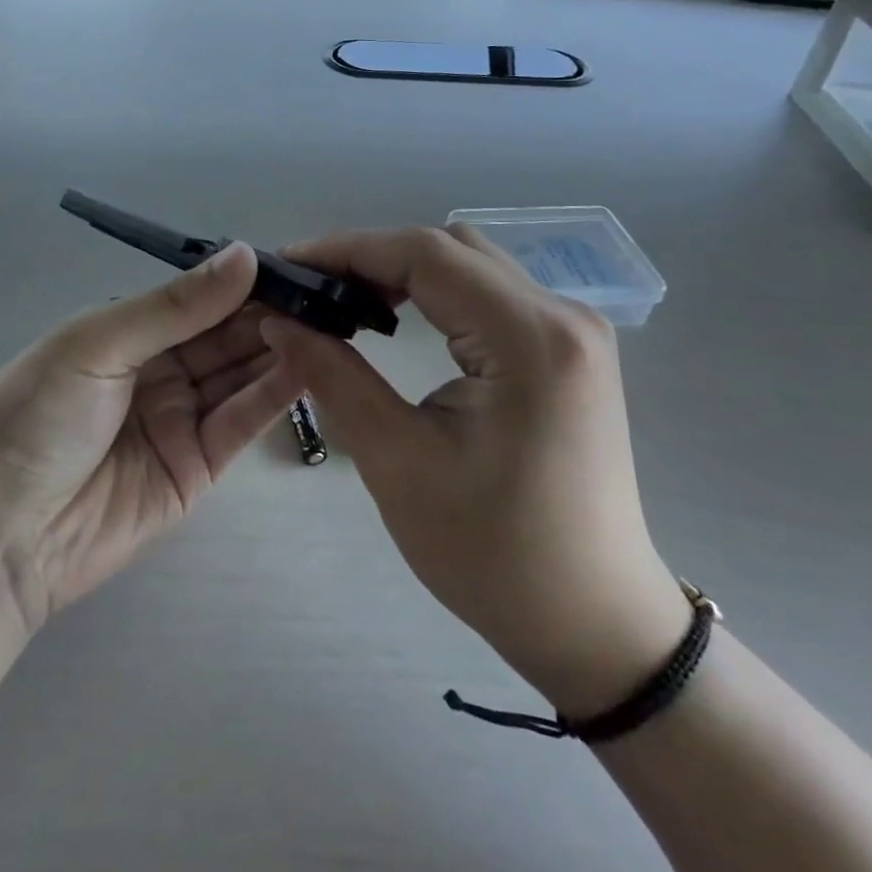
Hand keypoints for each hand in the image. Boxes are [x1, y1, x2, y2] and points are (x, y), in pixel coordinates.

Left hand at [0, 243, 303, 631]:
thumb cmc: (35, 419)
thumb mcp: (97, 346)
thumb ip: (175, 306)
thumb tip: (246, 255)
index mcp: (126, 332)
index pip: (195, 299)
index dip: (238, 282)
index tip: (290, 265)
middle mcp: (157, 370)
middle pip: (223, 335)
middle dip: (267, 314)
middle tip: (320, 295)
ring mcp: (180, 419)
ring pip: (239, 375)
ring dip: (278, 349)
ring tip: (326, 324)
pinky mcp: (198, 467)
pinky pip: (241, 422)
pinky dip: (273, 395)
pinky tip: (307, 366)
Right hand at [262, 225, 688, 717]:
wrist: (593, 623)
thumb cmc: (494, 554)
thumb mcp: (397, 462)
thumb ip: (333, 375)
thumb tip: (278, 319)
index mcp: (530, 338)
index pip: (426, 254)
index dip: (349, 249)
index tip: (289, 265)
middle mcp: (562, 314)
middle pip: (449, 248)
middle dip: (371, 257)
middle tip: (310, 287)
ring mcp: (572, 328)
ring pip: (469, 262)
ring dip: (401, 271)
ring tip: (341, 300)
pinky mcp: (566, 346)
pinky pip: (488, 291)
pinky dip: (433, 292)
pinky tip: (394, 317)